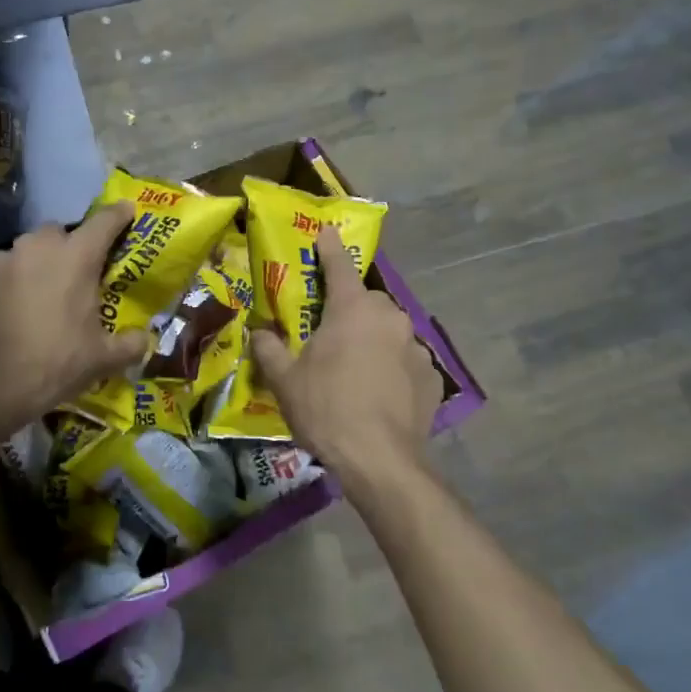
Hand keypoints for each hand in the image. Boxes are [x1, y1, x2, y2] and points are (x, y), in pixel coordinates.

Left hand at [0, 202, 147, 434]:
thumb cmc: (54, 366)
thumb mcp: (103, 360)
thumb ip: (131, 343)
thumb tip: (142, 337)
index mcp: (76, 258)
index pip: (104, 221)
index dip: (118, 215)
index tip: (126, 211)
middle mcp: (36, 246)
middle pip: (57, 234)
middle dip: (65, 250)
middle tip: (68, 279)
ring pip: (21, 252)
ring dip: (29, 268)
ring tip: (28, 299)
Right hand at [252, 226, 438, 488]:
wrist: (379, 460)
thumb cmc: (326, 409)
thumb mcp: (284, 380)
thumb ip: (268, 348)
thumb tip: (258, 332)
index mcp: (352, 310)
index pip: (339, 266)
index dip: (329, 247)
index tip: (326, 230)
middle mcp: (389, 318)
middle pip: (365, 302)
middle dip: (348, 309)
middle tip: (328, 333)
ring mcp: (416, 347)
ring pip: (387, 331)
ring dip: (371, 339)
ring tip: (353, 369)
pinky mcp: (431, 376)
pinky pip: (405, 361)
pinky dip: (391, 367)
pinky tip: (378, 393)